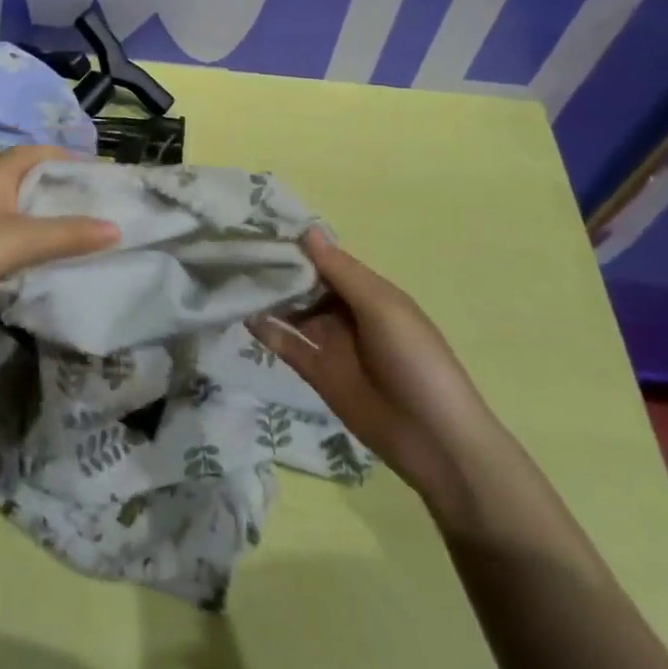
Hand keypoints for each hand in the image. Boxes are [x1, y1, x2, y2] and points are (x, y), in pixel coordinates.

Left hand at [0, 146, 117, 317]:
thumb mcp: (21, 241)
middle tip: (92, 205)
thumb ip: (68, 235)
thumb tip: (116, 227)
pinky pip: (1, 220)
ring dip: (41, 209)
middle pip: (28, 174)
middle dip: (59, 186)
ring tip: (72, 228)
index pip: (40, 151)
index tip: (99, 177)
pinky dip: (23, 228)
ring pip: (14, 199)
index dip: (70, 159)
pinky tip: (33, 251)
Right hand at [251, 229, 495, 496]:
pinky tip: (242, 314)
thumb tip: (306, 230)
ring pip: (293, 312)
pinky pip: (288, 345)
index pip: (325, 259)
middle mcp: (347, 312)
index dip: (297, 245)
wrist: (436, 442)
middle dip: (277, 268)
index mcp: (368, 292)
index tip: (259, 226)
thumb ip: (341, 272)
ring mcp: (331, 343)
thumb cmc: (416, 361)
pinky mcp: (318, 374)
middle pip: (306, 284)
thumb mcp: (382, 308)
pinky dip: (267, 330)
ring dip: (269, 296)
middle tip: (236, 249)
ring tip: (231, 276)